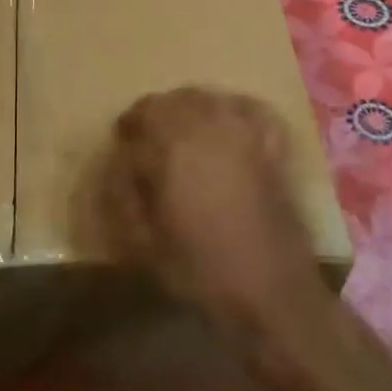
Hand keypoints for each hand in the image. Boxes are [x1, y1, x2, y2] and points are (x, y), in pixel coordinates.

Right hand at [99, 88, 333, 377]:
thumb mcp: (145, 243)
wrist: (271, 293)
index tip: (121, 142)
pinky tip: (226, 122)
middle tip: (145, 137)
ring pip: (207, 98)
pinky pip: (250, 109)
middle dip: (153, 114)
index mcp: (171, 151)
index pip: (139, 119)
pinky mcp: (271, 147)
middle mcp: (207, 130)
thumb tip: (120, 165)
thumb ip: (125, 196)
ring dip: (187, 107)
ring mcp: (244, 135)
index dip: (126, 129)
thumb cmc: (201, 272)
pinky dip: (232, 108)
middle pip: (171, 101)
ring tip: (181, 130)